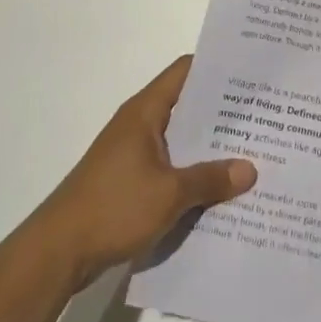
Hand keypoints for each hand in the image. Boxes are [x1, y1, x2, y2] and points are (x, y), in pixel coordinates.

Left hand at [27, 56, 256, 289]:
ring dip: (210, 146)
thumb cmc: (112, 208)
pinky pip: (171, 166)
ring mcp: (133, 153)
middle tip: (264, 114)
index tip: (252, 72)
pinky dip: (193, 171)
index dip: (218, 67)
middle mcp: (139, 125)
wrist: (56, 253)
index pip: (186, 71)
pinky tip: (221, 188)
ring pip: (181, 139)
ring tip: (253, 150)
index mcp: (145, 112)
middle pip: (188, 106)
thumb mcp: (169, 194)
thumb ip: (211, 178)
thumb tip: (251, 169)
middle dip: (223, 111)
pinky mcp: (130, 181)